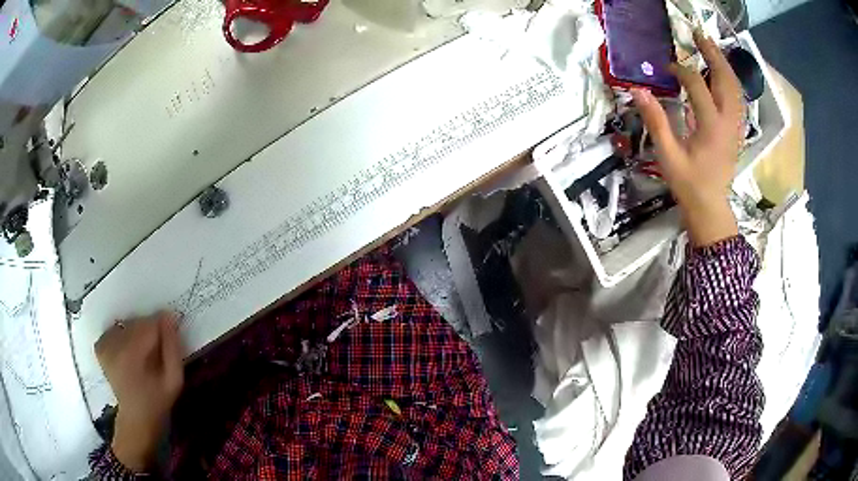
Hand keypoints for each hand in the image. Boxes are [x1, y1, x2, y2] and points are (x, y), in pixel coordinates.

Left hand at [95, 312, 184, 471]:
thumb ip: (173, 348)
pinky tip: (128, 350)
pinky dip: (123, 334)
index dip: (163, 329)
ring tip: (143, 353)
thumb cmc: (158, 401)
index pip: (150, 324)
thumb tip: (169, 317)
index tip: (169, 339)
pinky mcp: (99, 346)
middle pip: (137, 322)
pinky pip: (114, 329)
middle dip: (150, 330)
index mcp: (132, 353)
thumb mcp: (174, 380)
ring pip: (126, 324)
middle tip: (157, 351)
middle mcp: (114, 345)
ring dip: (137, 332)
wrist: (136, 419)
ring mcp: (104, 345)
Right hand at [631, 31, 742, 246]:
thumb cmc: (689, 184)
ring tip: (711, 48)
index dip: (681, 71)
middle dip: (712, 54)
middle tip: (699, 35)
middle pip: (724, 79)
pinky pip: (737, 99)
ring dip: (723, 65)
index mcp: (710, 127)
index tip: (666, 67)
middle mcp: (727, 122)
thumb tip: (637, 90)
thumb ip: (655, 120)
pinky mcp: (736, 131)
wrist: (710, 208)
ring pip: (735, 87)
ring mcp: (735, 126)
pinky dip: (730, 81)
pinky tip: (721, 75)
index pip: (696, 85)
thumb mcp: (668, 155)